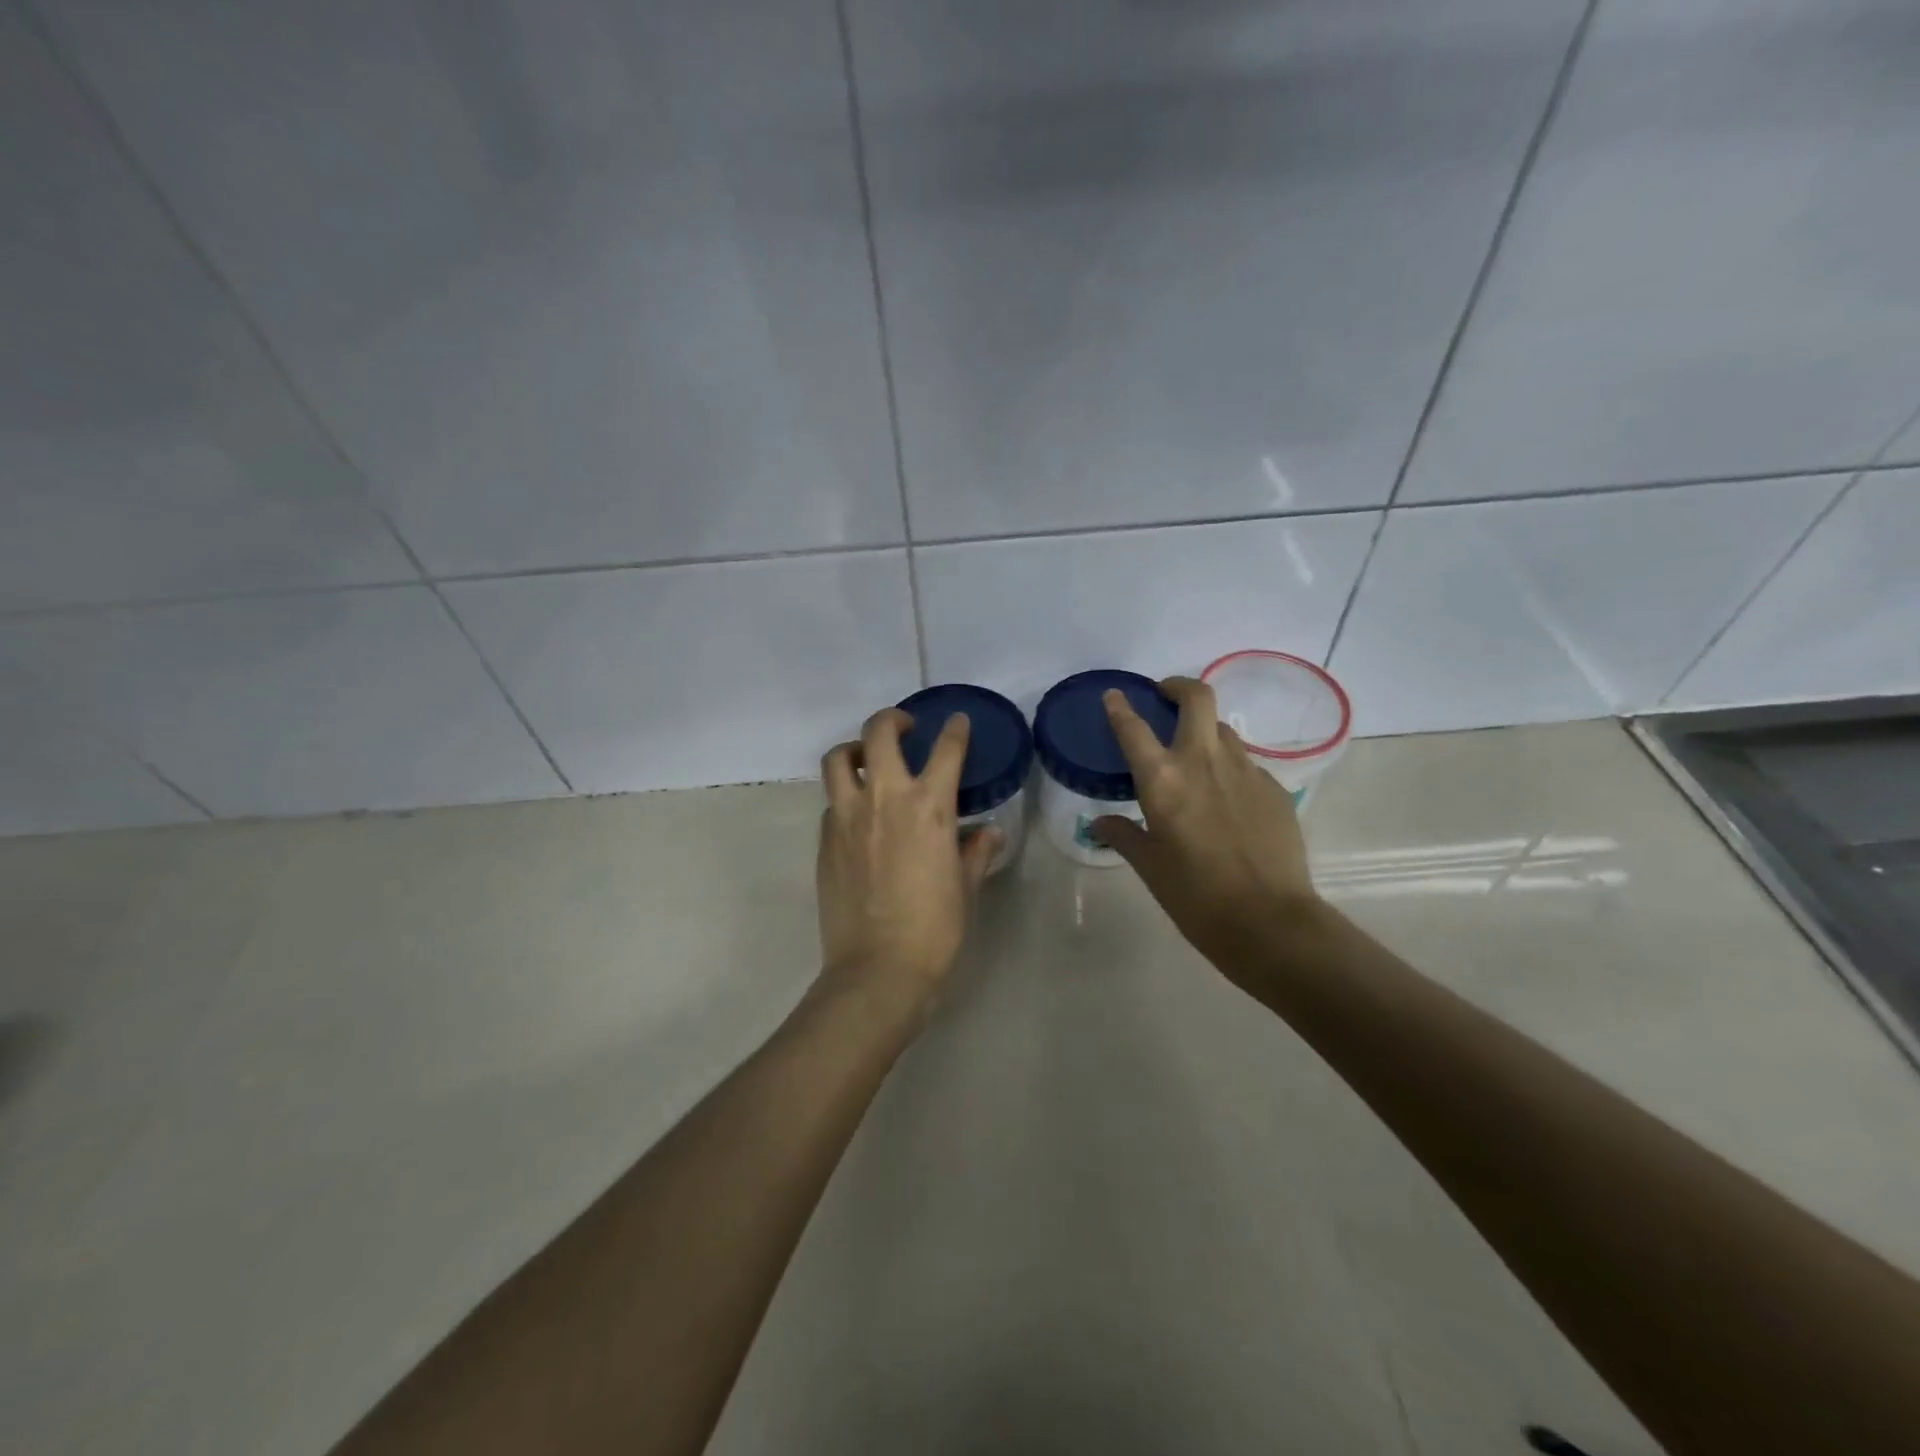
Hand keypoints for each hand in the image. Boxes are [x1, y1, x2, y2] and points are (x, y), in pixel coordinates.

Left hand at [816, 708, 999, 1014]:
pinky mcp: (824, 840)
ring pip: (838, 759)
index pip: (946, 750)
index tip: (958, 722)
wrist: (877, 969)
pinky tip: (858, 818)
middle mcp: (884, 799)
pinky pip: (831, 803)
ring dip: (855, 750)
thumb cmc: (934, 929)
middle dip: (893, 720)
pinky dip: (844, 797)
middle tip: (905, 728)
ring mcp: (846, 817)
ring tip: (867, 760)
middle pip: (878, 733)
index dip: (955, 730)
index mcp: (929, 807)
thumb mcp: (965, 888)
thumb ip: (976, 853)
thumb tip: (988, 832)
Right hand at [1093, 677, 1321, 979]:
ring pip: (1224, 730)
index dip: (1120, 707)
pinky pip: (1247, 764)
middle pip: (1197, 698)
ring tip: (1196, 758)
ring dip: (1205, 731)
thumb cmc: (1196, 896)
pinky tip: (1227, 801)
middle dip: (1178, 687)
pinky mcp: (1275, 788)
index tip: (1114, 695)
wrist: (1270, 921)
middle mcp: (1204, 761)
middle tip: (1166, 697)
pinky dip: (1230, 769)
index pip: (1134, 728)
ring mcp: (1246, 771)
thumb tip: (1100, 823)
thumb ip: (1124, 836)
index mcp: (1164, 779)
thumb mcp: (1150, 867)